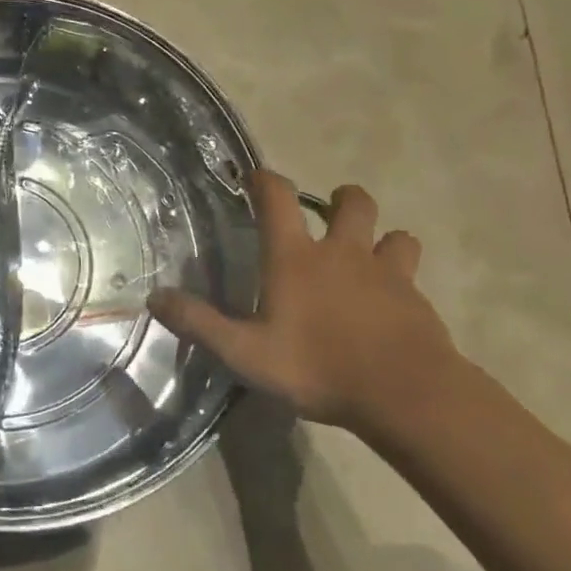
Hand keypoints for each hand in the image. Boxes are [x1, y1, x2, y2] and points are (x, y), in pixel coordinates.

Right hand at [149, 175, 455, 426]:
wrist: (405, 394)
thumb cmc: (318, 367)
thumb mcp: (245, 353)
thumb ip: (200, 324)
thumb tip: (154, 297)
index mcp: (295, 257)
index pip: (278, 198)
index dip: (265, 180)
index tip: (255, 176)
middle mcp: (342, 252)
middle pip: (352, 202)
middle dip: (341, 199)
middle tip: (329, 216)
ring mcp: (386, 273)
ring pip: (394, 235)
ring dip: (381, 238)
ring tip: (369, 257)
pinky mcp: (416, 299)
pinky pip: (411, 274)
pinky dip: (401, 279)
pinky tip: (392, 304)